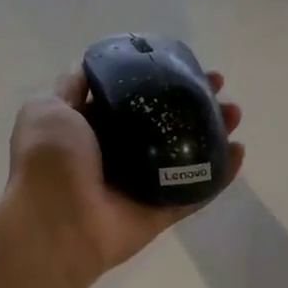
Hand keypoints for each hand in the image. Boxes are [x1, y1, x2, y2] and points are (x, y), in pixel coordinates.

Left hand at [0, 70, 243, 287]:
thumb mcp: (47, 108)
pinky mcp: (159, 212)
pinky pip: (194, 191)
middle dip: (191, 102)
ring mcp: (139, 186)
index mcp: (87, 130)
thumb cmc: (50, 160)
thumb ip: (69, 87)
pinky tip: (240, 151)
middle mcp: (114, 155)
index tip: (180, 64)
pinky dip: (219, 174)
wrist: (55, 223)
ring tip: (235, 112)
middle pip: (162, 123)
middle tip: (218, 86)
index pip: (128, 98)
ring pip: (183, 154)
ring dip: (212, 132)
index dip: (153, 78)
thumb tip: (89, 66)